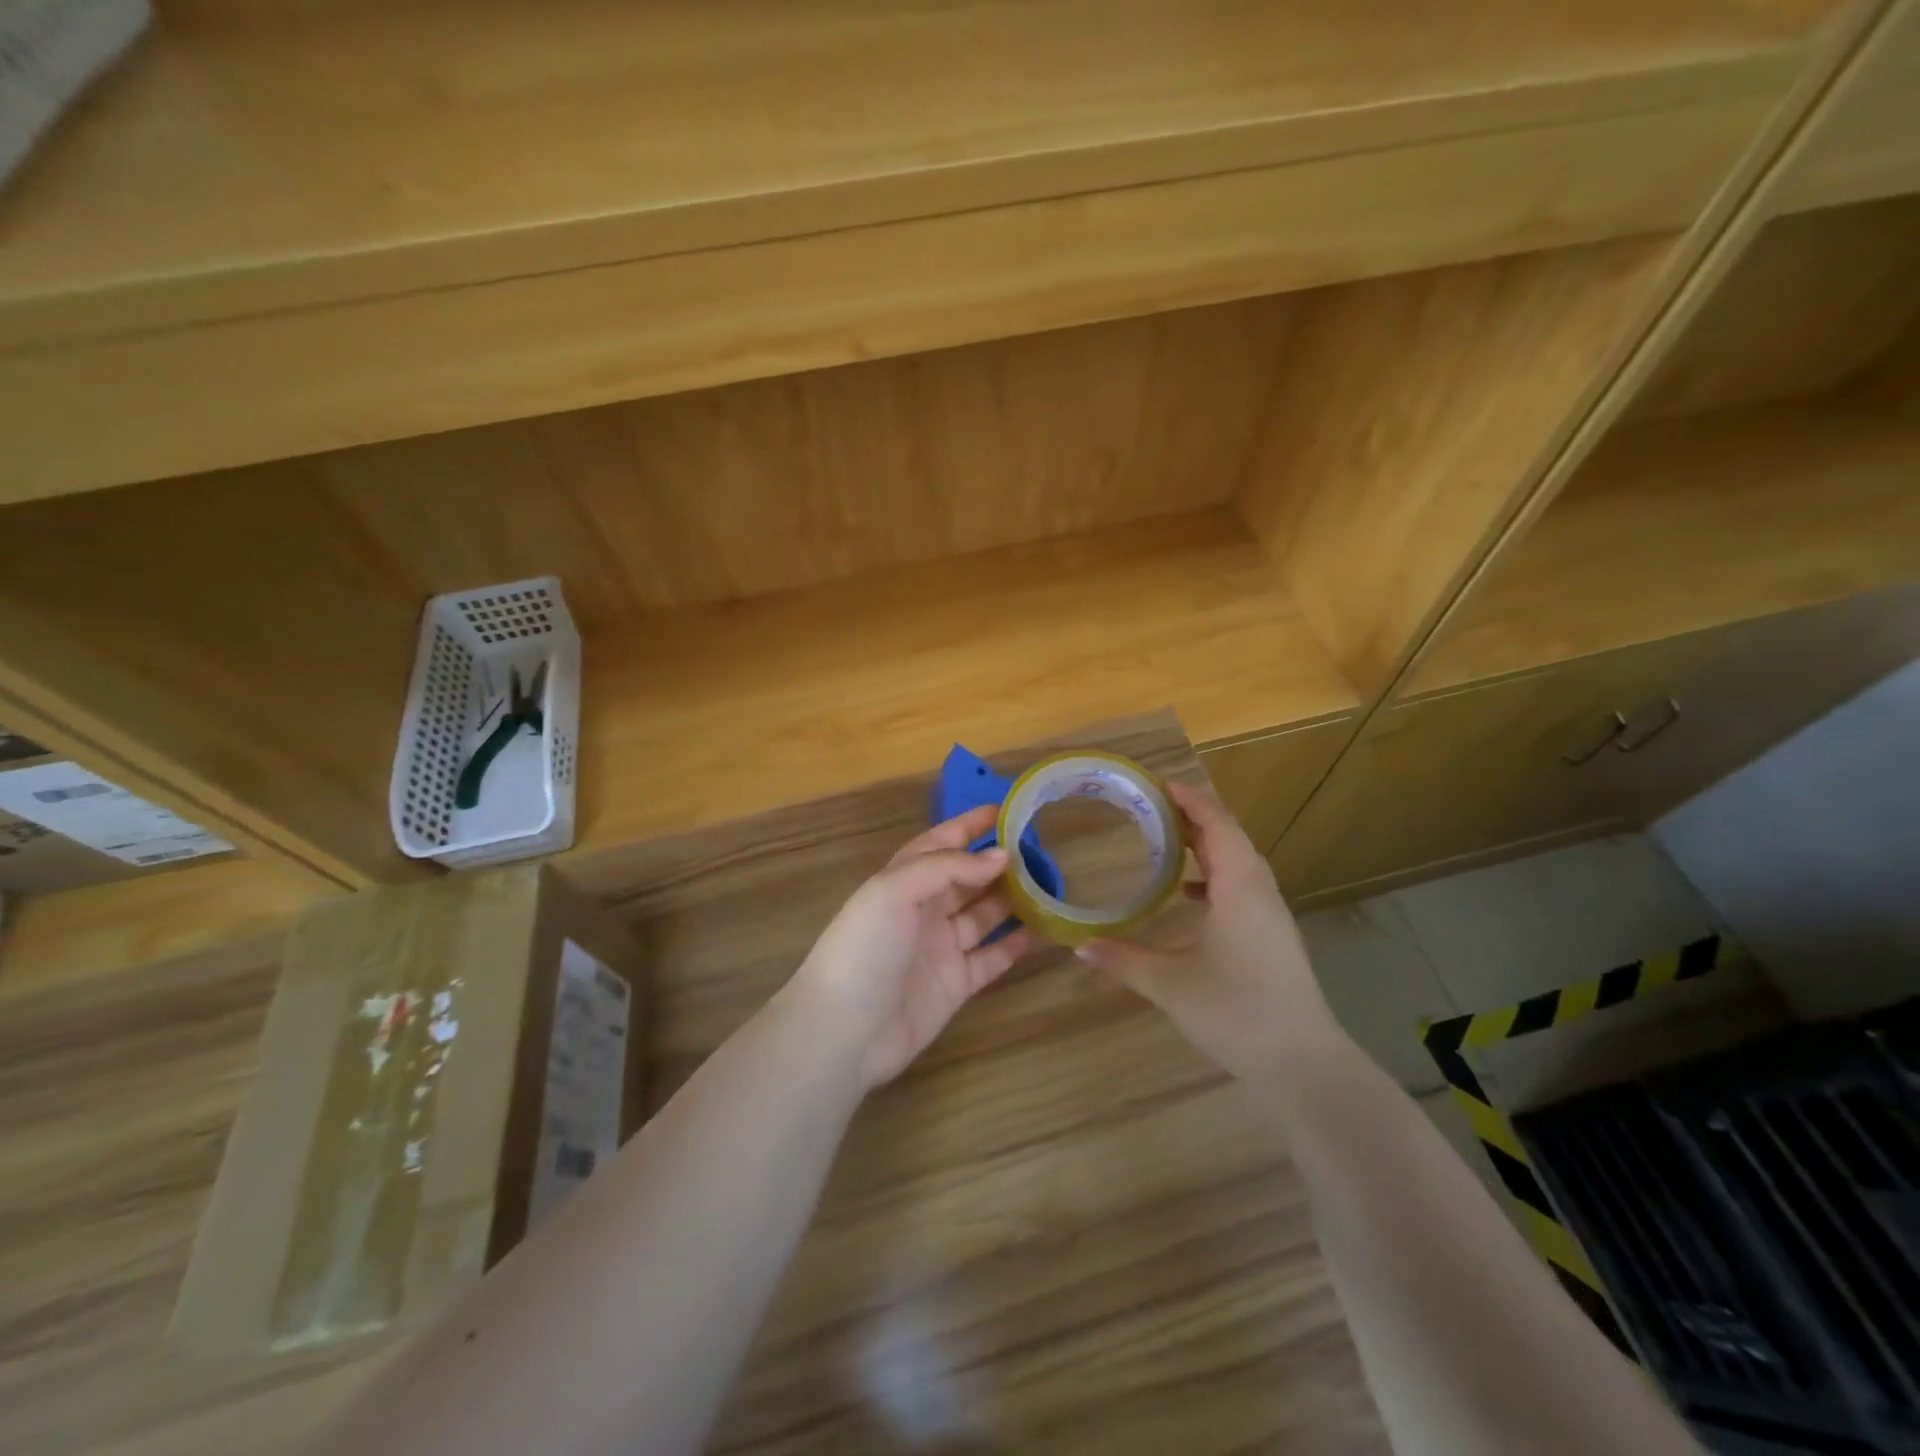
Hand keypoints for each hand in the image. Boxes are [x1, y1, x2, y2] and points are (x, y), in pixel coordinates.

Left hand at [789, 805, 1035, 1088]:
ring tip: (1050, 884)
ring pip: (985, 914)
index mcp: (903, 880)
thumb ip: (947, 867)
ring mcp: (941, 947)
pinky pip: (992, 957)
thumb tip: (1001, 857)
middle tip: (1042, 849)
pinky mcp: (956, 983)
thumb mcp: (894, 891)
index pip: (941, 843)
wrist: (845, 1031)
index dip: (970, 825)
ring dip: (1013, 899)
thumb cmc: (865, 949)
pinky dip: (1015, 944)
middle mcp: (924, 909)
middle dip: (999, 862)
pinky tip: (1042, 929)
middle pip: (968, 878)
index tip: (1007, 810)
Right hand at [1076, 781, 1339, 1083]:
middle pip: (1231, 837)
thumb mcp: (1170, 986)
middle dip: (1194, 817)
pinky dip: (1216, 875)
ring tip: (1167, 839)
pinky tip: (1189, 894)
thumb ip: (1123, 960)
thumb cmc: (1236, 1014)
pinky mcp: (1274, 936)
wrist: (1304, 1065)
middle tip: (1152, 807)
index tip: (1158, 784)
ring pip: (1240, 862)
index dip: (1190, 800)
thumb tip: (1079, 945)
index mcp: (1240, 890)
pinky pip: (1244, 886)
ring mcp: (1272, 916)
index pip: (1217, 826)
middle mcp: (1260, 892)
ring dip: (1207, 844)